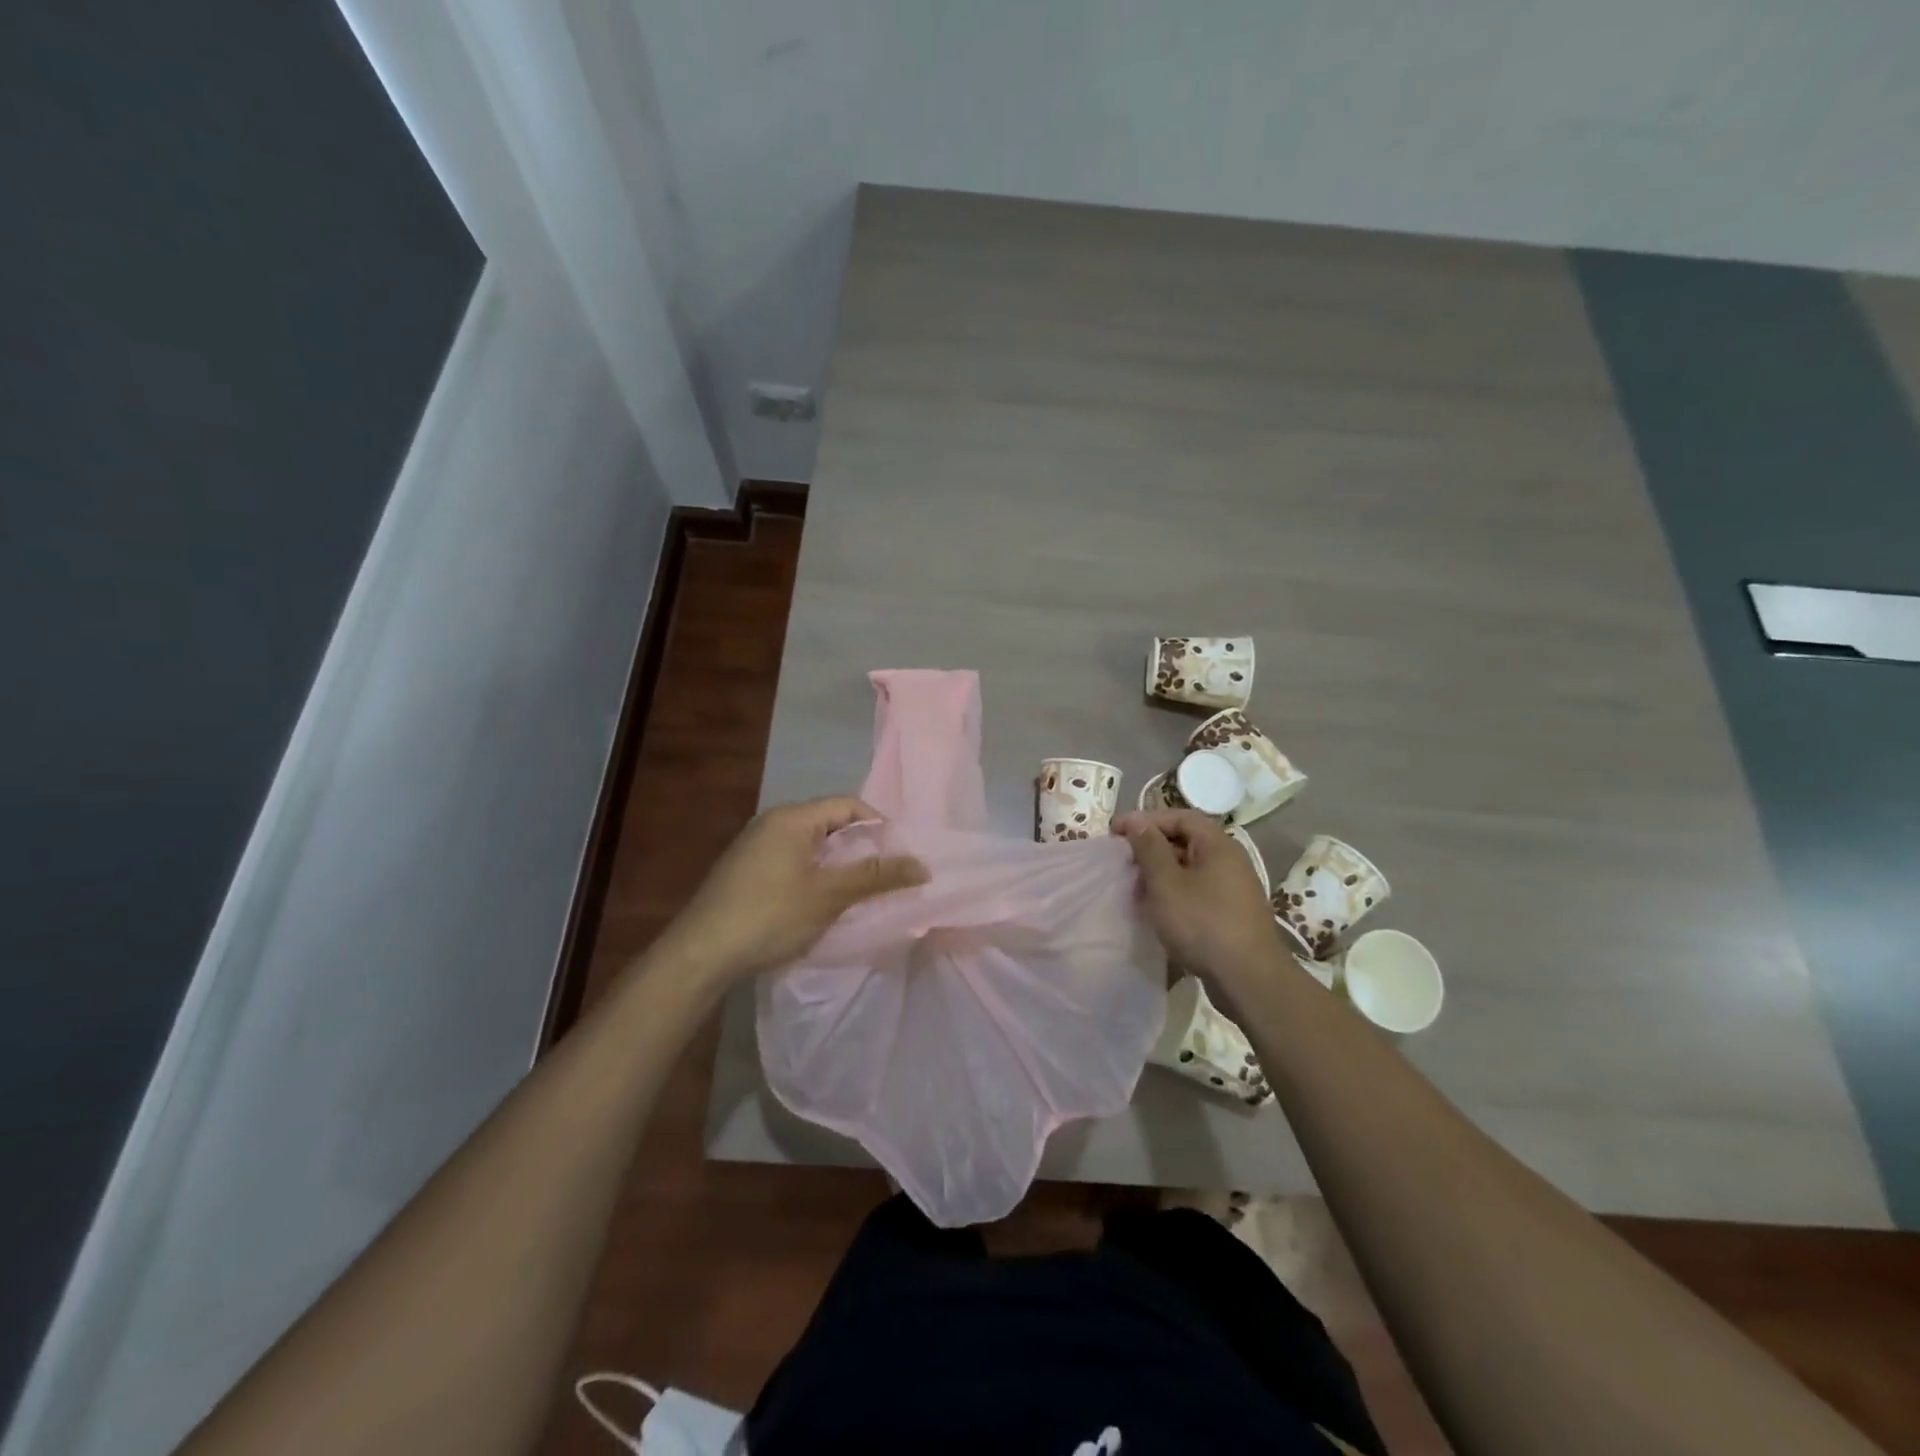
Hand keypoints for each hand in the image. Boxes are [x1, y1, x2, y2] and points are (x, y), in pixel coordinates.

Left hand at [655, 796, 928, 986]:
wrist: (700, 954)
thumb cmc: (770, 916)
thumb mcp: (829, 895)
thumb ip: (876, 876)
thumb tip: (923, 865)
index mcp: (792, 818)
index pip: (848, 805)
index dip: (880, 826)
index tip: (901, 856)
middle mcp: (773, 823)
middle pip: (830, 824)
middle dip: (861, 849)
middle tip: (887, 877)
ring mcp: (755, 847)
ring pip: (812, 846)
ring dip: (839, 866)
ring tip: (861, 893)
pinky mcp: (746, 872)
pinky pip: (793, 862)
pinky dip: (815, 877)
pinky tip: (824, 905)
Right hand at [1114, 809, 1282, 988]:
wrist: (1249, 979)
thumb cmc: (1203, 923)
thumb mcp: (1166, 883)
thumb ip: (1149, 848)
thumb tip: (1137, 822)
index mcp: (1217, 845)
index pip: (1179, 817)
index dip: (1145, 820)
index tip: (1115, 832)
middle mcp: (1229, 860)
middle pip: (1186, 840)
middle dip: (1151, 847)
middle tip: (1123, 860)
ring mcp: (1233, 888)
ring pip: (1190, 868)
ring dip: (1161, 872)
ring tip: (1136, 887)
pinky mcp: (1231, 913)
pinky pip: (1197, 890)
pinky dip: (1174, 892)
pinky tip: (1158, 910)